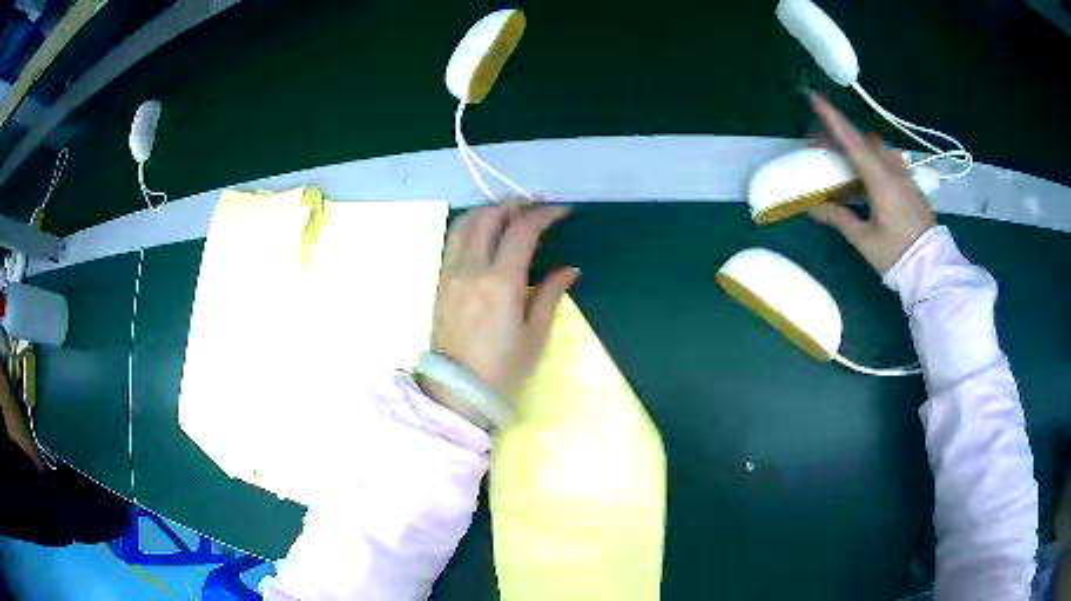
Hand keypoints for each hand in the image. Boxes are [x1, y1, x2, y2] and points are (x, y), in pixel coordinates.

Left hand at [421, 204, 578, 422]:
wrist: (457, 390)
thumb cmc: (502, 368)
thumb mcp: (535, 335)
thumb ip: (551, 294)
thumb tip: (570, 269)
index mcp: (500, 282)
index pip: (522, 231)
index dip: (544, 214)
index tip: (562, 211)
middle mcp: (471, 269)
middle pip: (489, 217)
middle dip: (515, 204)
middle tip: (537, 206)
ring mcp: (451, 272)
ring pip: (465, 223)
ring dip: (490, 210)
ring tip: (511, 213)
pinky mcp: (440, 280)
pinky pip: (454, 239)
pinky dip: (472, 225)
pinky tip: (486, 233)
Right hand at [807, 92, 936, 273]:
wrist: (931, 268)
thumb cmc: (896, 254)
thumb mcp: (864, 239)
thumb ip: (839, 217)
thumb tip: (813, 206)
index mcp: (880, 179)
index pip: (851, 141)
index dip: (832, 118)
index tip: (815, 97)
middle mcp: (892, 168)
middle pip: (862, 140)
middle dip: (839, 133)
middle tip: (819, 139)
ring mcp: (903, 174)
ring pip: (875, 148)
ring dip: (856, 145)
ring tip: (841, 156)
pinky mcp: (909, 183)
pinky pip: (886, 158)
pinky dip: (870, 157)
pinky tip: (865, 172)